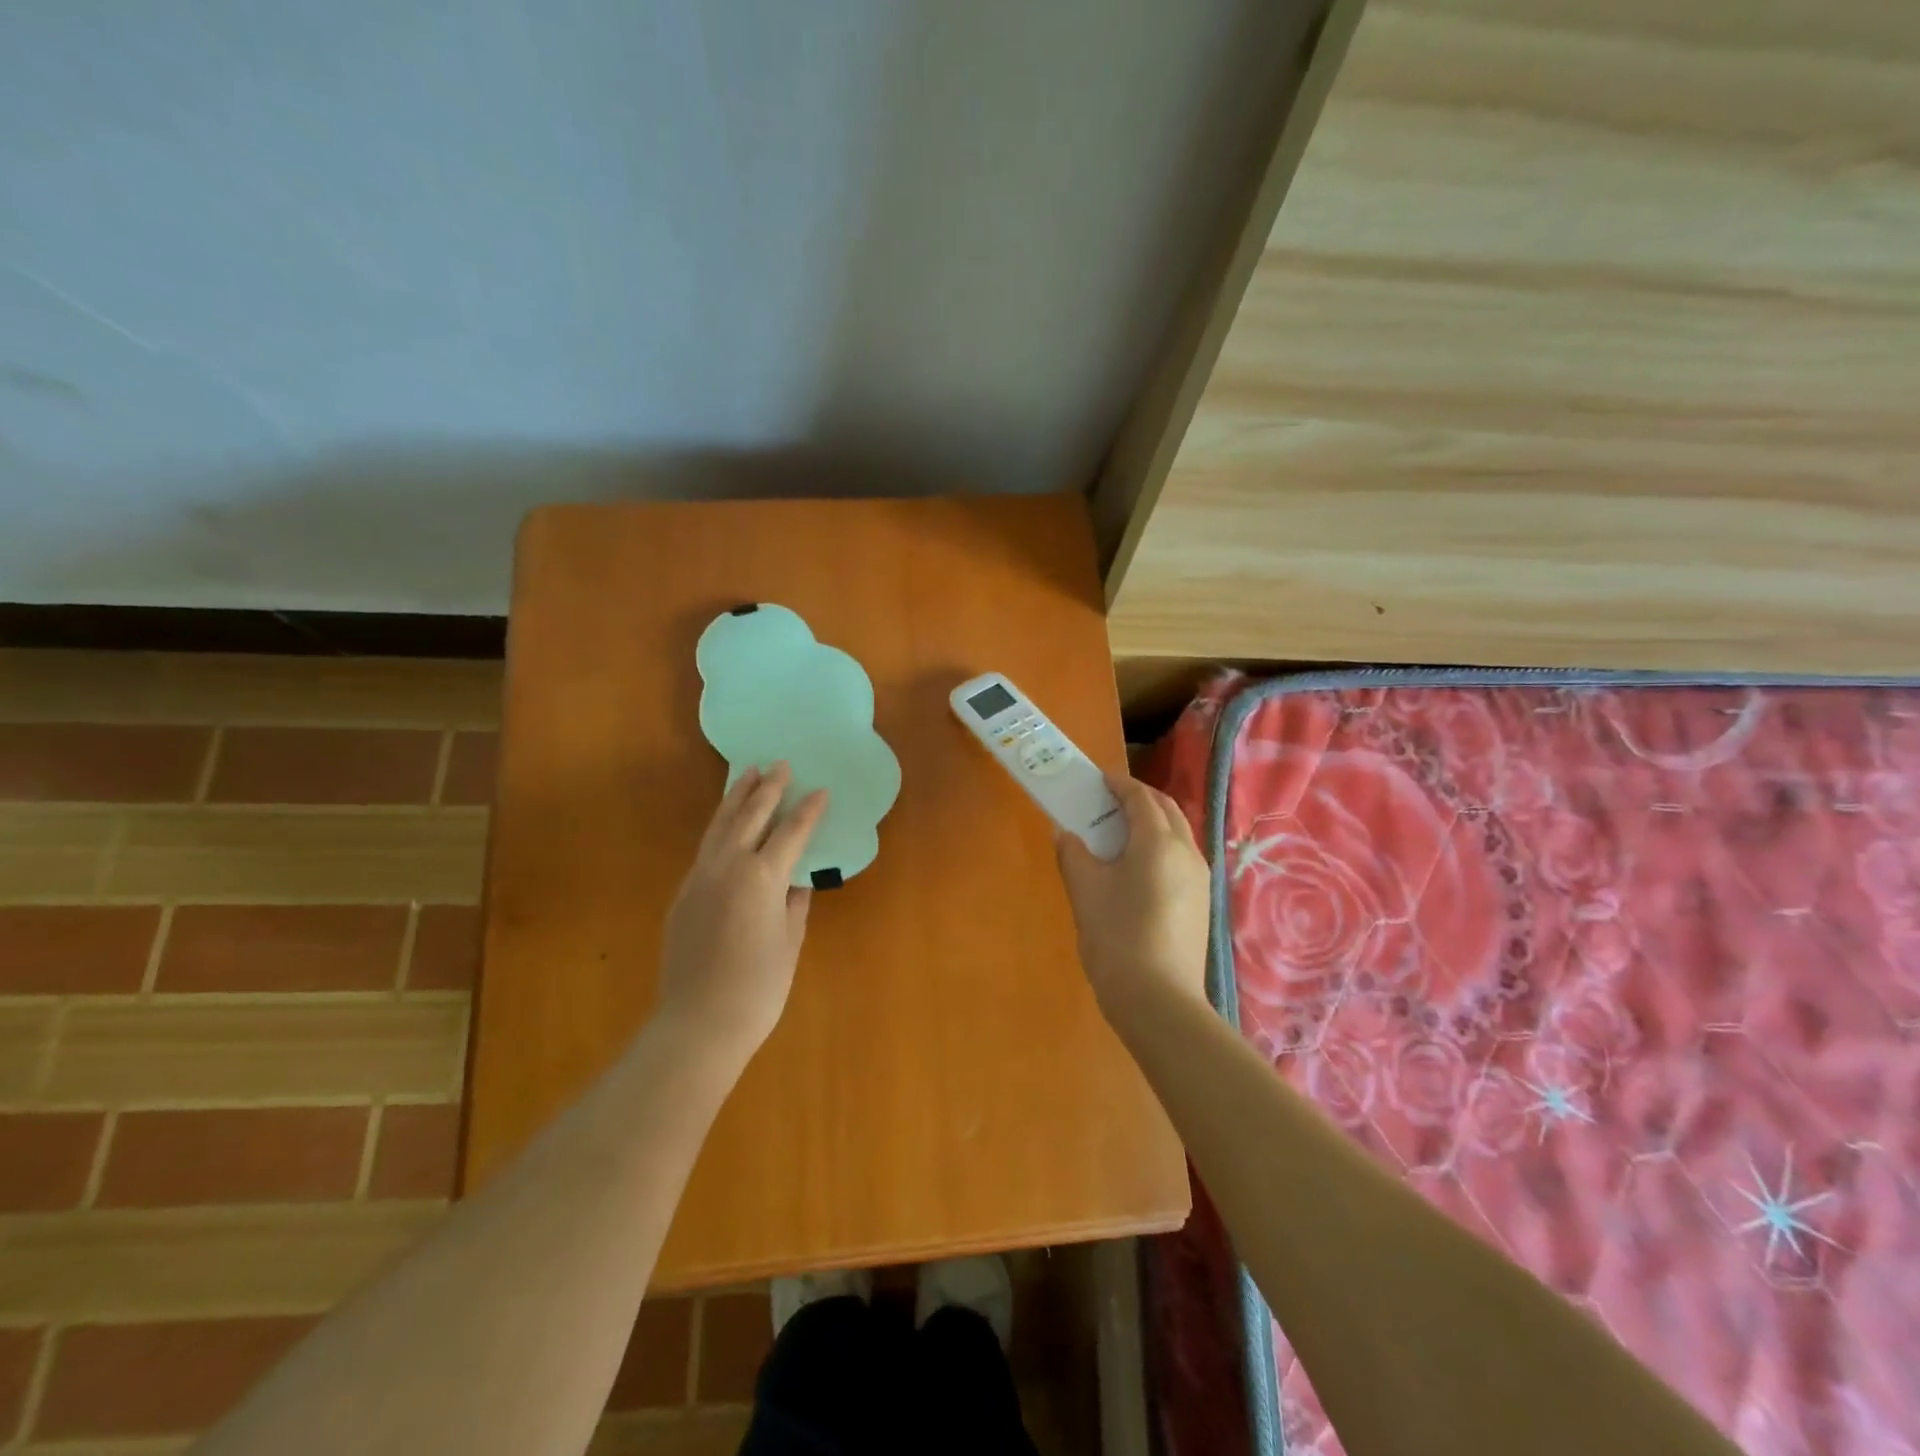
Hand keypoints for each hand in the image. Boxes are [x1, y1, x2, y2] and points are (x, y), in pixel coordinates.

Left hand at [658, 762, 827, 1059]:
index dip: (809, 811)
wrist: (698, 1023)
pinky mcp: (683, 894)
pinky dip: (719, 826)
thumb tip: (798, 880)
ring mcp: (700, 878)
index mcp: (762, 877)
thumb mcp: (789, 942)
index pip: (791, 833)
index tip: (822, 790)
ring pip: (719, 826)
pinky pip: (705, 848)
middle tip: (781, 765)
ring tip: (748, 774)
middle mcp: (728, 867)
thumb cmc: (759, 987)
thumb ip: (795, 903)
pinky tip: (727, 824)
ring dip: (736, 798)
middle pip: (750, 816)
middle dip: (768, 789)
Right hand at [1054, 775, 1210, 1023]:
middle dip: (1139, 798)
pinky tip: (1136, 868)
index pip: (1140, 797)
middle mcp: (1187, 851)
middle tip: (1107, 802)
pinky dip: (1159, 846)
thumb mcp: (1085, 890)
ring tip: (1119, 833)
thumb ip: (1073, 853)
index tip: (1097, 781)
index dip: (1118, 784)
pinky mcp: (1200, 902)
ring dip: (1151, 822)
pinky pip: (1180, 858)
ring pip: (1177, 834)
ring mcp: (1199, 879)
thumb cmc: (1116, 936)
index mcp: (1158, 841)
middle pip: (1166, 809)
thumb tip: (1065, 832)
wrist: (1159, 1000)